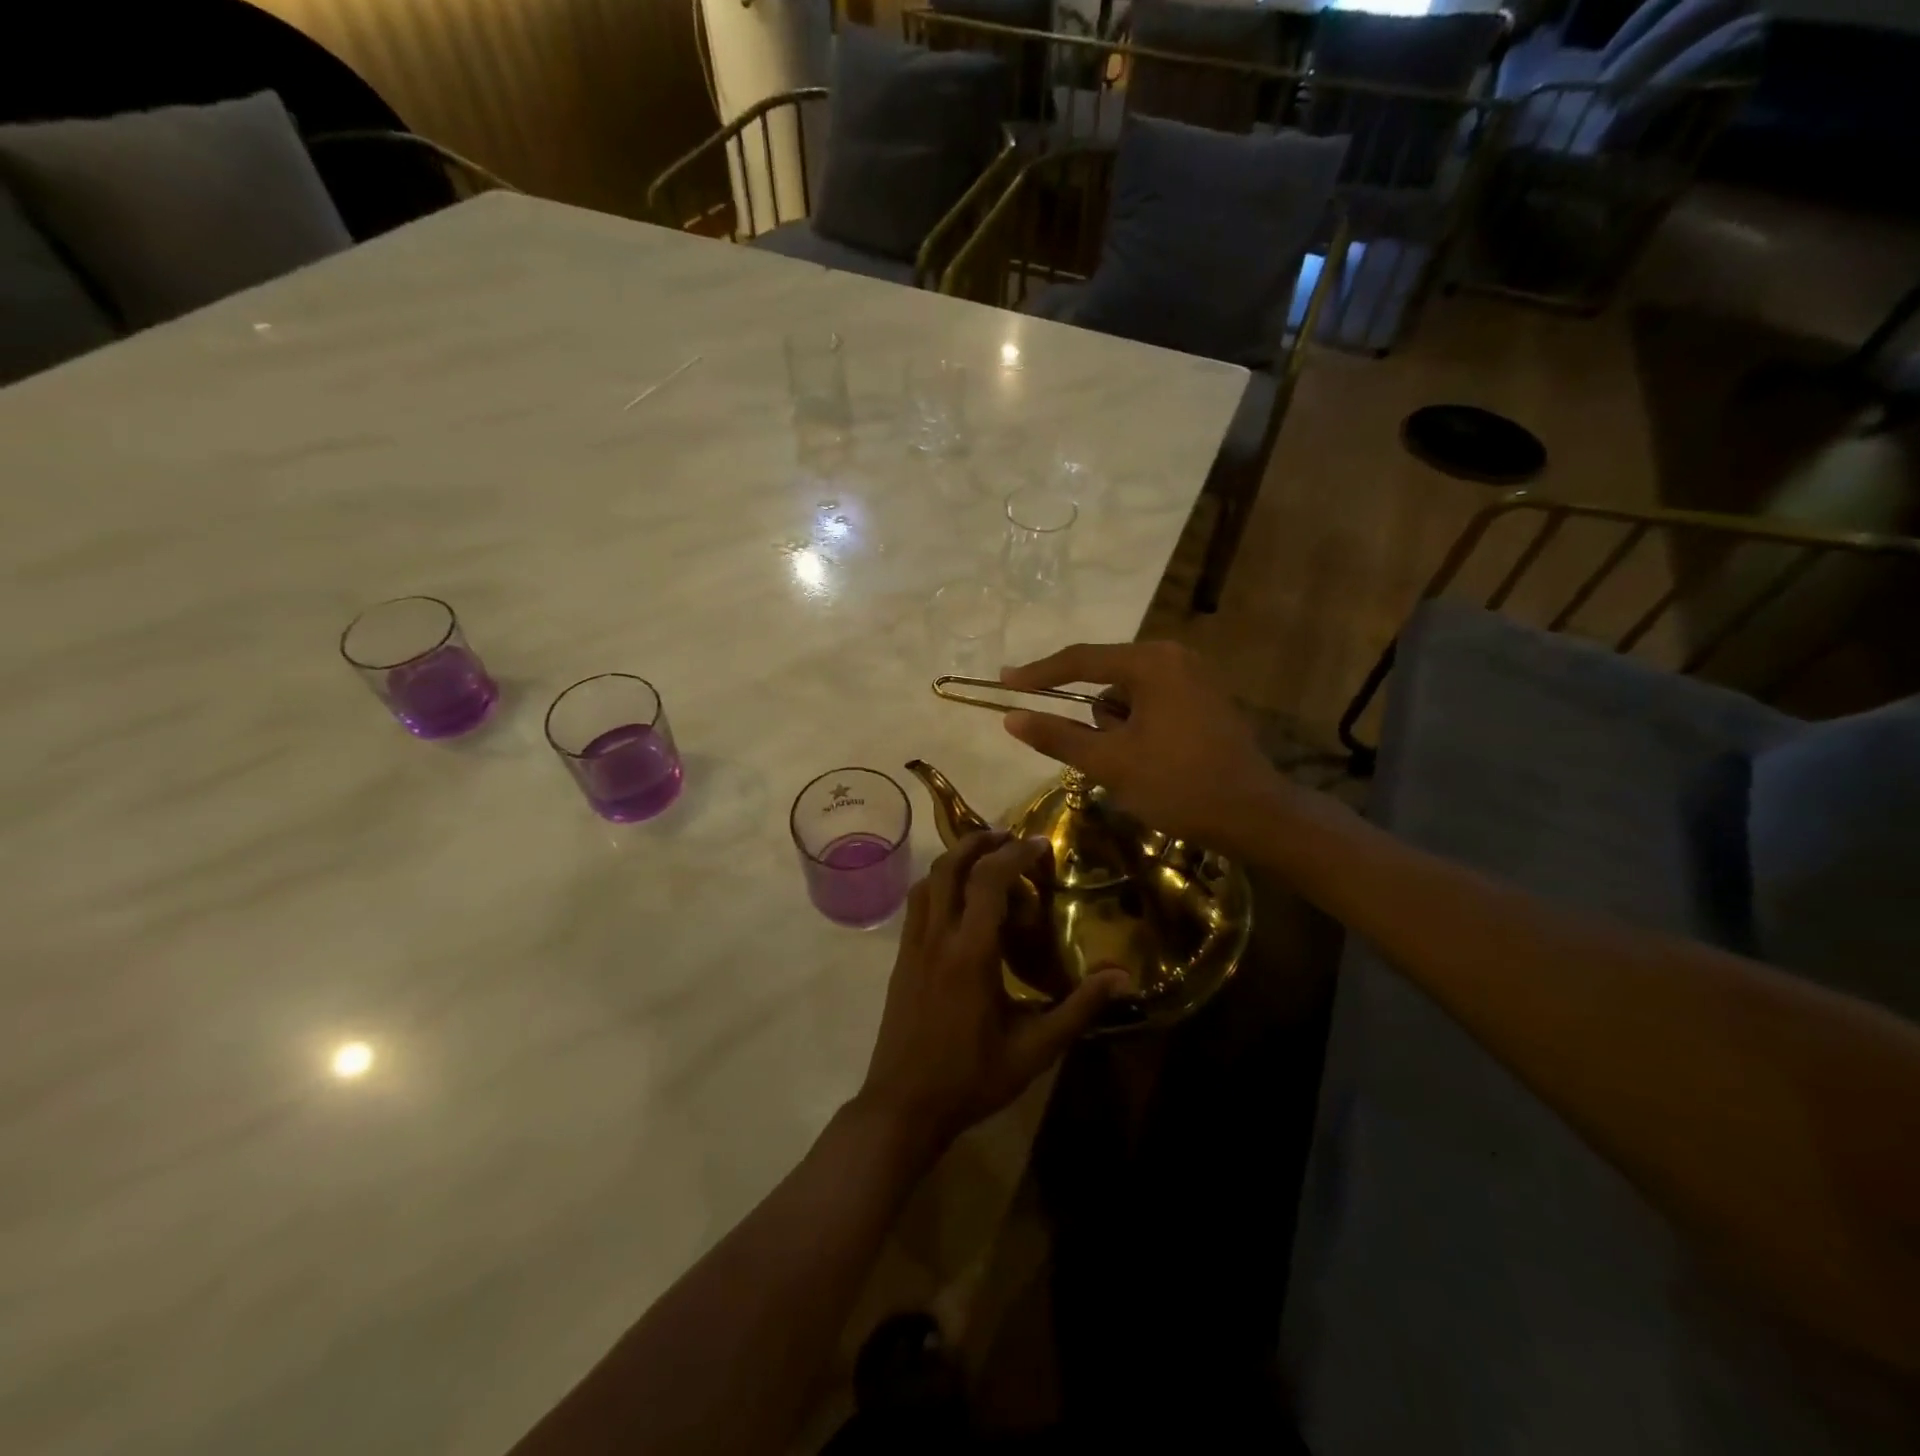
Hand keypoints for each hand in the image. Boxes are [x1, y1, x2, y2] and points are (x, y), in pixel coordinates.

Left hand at [858, 832, 1126, 1149]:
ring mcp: (913, 946)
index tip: (1040, 843)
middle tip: (1009, 837)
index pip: (990, 880)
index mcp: (971, 953)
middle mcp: (937, 937)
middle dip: (979, 841)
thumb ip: (1078, 1009)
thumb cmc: (971, 1078)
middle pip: (951, 866)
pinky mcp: (902, 958)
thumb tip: (1122, 977)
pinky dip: (939, 883)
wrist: (903, 1106)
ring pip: (929, 880)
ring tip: (985, 860)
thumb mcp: (1034, 1049)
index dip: (1015, 853)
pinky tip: (959, 900)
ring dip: (955, 859)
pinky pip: (917, 903)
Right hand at [1000, 641, 1291, 851]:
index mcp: (1151, 663)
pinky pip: (1153, 703)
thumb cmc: (1178, 785)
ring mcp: (1195, 676)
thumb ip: (1058, 736)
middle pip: (1106, 677)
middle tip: (1096, 755)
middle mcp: (1175, 657)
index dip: (1038, 673)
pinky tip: (1153, 761)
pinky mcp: (1205, 699)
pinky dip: (1138, 728)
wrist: (1255, 816)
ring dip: (1117, 727)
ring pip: (1129, 695)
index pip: (1080, 660)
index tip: (1004, 681)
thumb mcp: (1110, 762)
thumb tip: (1011, 718)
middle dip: (1093, 718)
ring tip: (1134, 766)